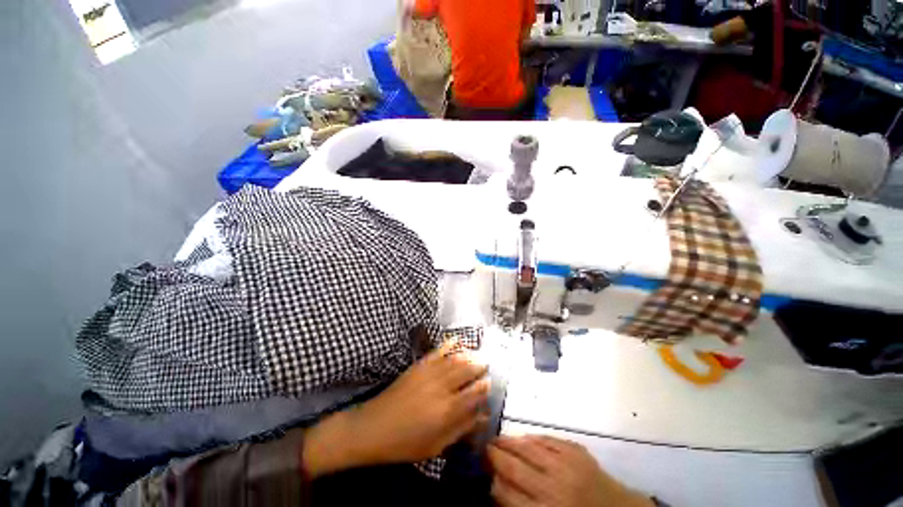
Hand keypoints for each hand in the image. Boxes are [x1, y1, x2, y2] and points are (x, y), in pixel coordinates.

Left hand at [304, 341, 489, 476]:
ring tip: (477, 354)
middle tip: (486, 366)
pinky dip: (449, 343)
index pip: (474, 393)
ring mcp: (429, 373)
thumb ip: (461, 428)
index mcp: (447, 410)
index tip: (490, 383)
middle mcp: (441, 387)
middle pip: (467, 370)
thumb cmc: (405, 443)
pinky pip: (438, 350)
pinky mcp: (419, 365)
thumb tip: (482, 415)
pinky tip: (457, 339)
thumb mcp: (436, 445)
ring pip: (455, 359)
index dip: (485, 387)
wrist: (374, 427)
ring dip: (469, 354)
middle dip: (480, 366)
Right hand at [488, 435, 654, 506]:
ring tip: (497, 438)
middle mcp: (553, 489)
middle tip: (484, 447)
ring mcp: (566, 466)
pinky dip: (532, 438)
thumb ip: (522, 506)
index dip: (492, 480)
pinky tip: (523, 437)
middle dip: (495, 456)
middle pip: (514, 468)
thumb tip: (497, 485)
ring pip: (528, 449)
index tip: (483, 470)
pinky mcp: (576, 451)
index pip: (508, 494)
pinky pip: (547, 440)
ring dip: (509, 442)